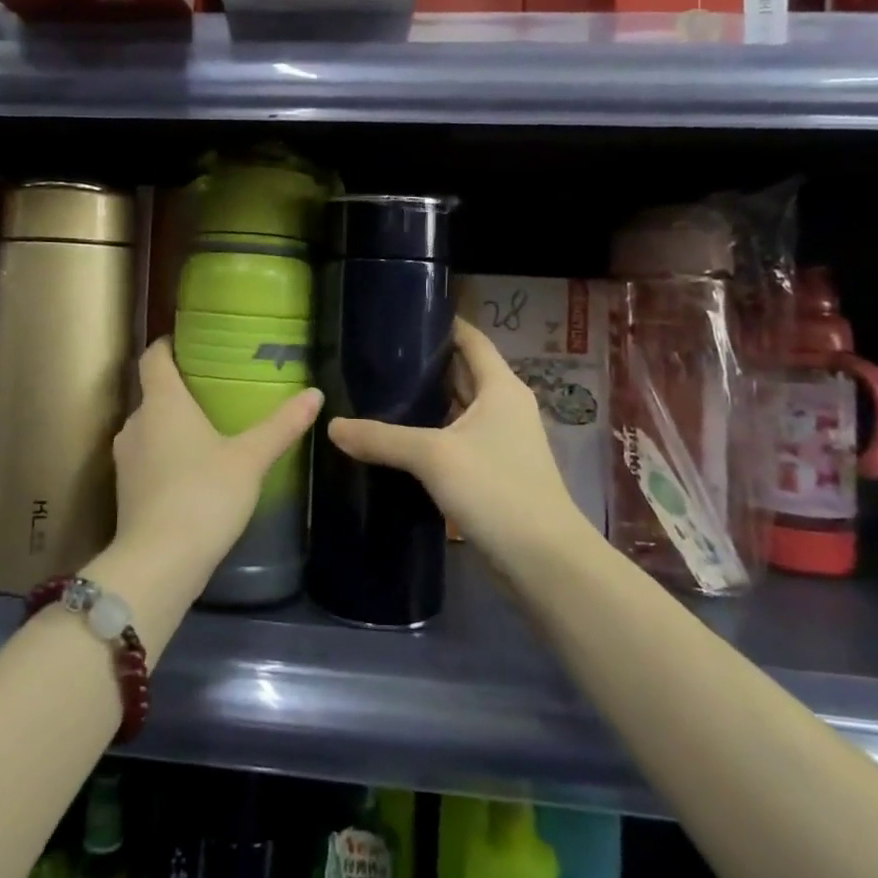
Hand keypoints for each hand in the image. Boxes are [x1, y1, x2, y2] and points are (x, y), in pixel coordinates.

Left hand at [110, 339, 322, 589]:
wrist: (159, 563)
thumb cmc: (204, 495)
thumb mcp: (250, 458)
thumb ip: (281, 426)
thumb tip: (315, 394)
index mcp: (162, 403)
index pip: (153, 357)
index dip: (167, 345)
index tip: (187, 341)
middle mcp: (136, 423)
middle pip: (153, 393)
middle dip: (180, 390)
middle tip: (215, 389)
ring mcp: (126, 459)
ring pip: (150, 428)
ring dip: (173, 426)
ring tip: (209, 429)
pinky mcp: (126, 491)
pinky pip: (148, 457)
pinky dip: (167, 455)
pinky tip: (194, 470)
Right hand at [328, 318, 587, 572]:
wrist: (544, 561)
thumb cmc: (497, 490)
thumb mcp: (433, 457)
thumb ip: (382, 438)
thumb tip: (332, 426)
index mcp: (501, 387)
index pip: (471, 339)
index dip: (442, 324)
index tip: (402, 315)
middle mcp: (504, 406)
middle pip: (462, 372)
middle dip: (424, 364)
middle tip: (377, 356)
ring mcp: (501, 441)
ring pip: (457, 409)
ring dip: (426, 401)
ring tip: (379, 392)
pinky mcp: (493, 472)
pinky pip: (456, 439)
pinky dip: (430, 433)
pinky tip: (398, 440)